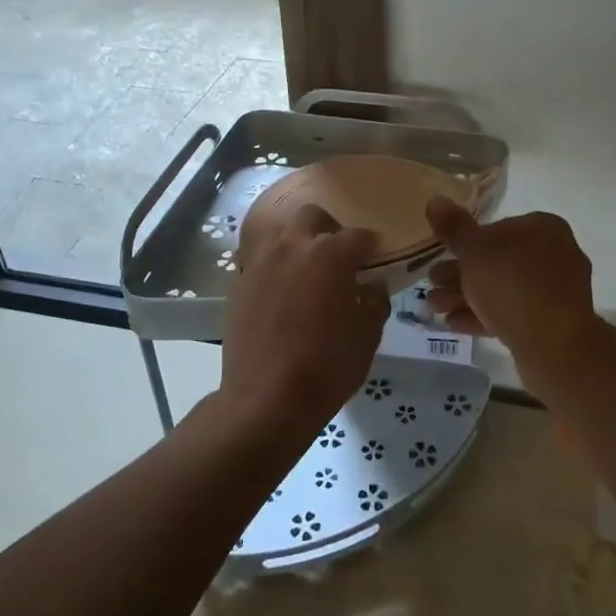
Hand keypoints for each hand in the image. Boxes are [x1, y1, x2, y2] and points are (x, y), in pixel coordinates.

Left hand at [220, 204, 389, 442]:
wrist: (265, 399)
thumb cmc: (326, 367)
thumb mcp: (367, 336)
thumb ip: (374, 301)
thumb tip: (371, 285)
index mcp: (329, 253)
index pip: (358, 236)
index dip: (372, 245)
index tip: (377, 258)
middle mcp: (292, 245)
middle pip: (313, 216)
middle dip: (329, 229)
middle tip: (339, 256)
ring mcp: (260, 261)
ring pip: (280, 231)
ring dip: (297, 240)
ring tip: (306, 267)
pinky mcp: (239, 281)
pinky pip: (259, 258)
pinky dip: (274, 264)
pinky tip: (281, 288)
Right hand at [424, 199, 598, 374]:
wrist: (555, 346)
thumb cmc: (512, 285)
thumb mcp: (474, 251)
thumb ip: (454, 227)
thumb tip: (435, 200)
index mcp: (543, 228)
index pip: (497, 227)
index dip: (465, 242)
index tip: (441, 255)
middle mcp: (555, 254)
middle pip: (497, 260)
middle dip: (460, 274)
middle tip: (431, 283)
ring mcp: (556, 291)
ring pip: (502, 288)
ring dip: (466, 296)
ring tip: (433, 307)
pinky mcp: (552, 323)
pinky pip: (513, 312)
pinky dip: (484, 315)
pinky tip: (454, 323)